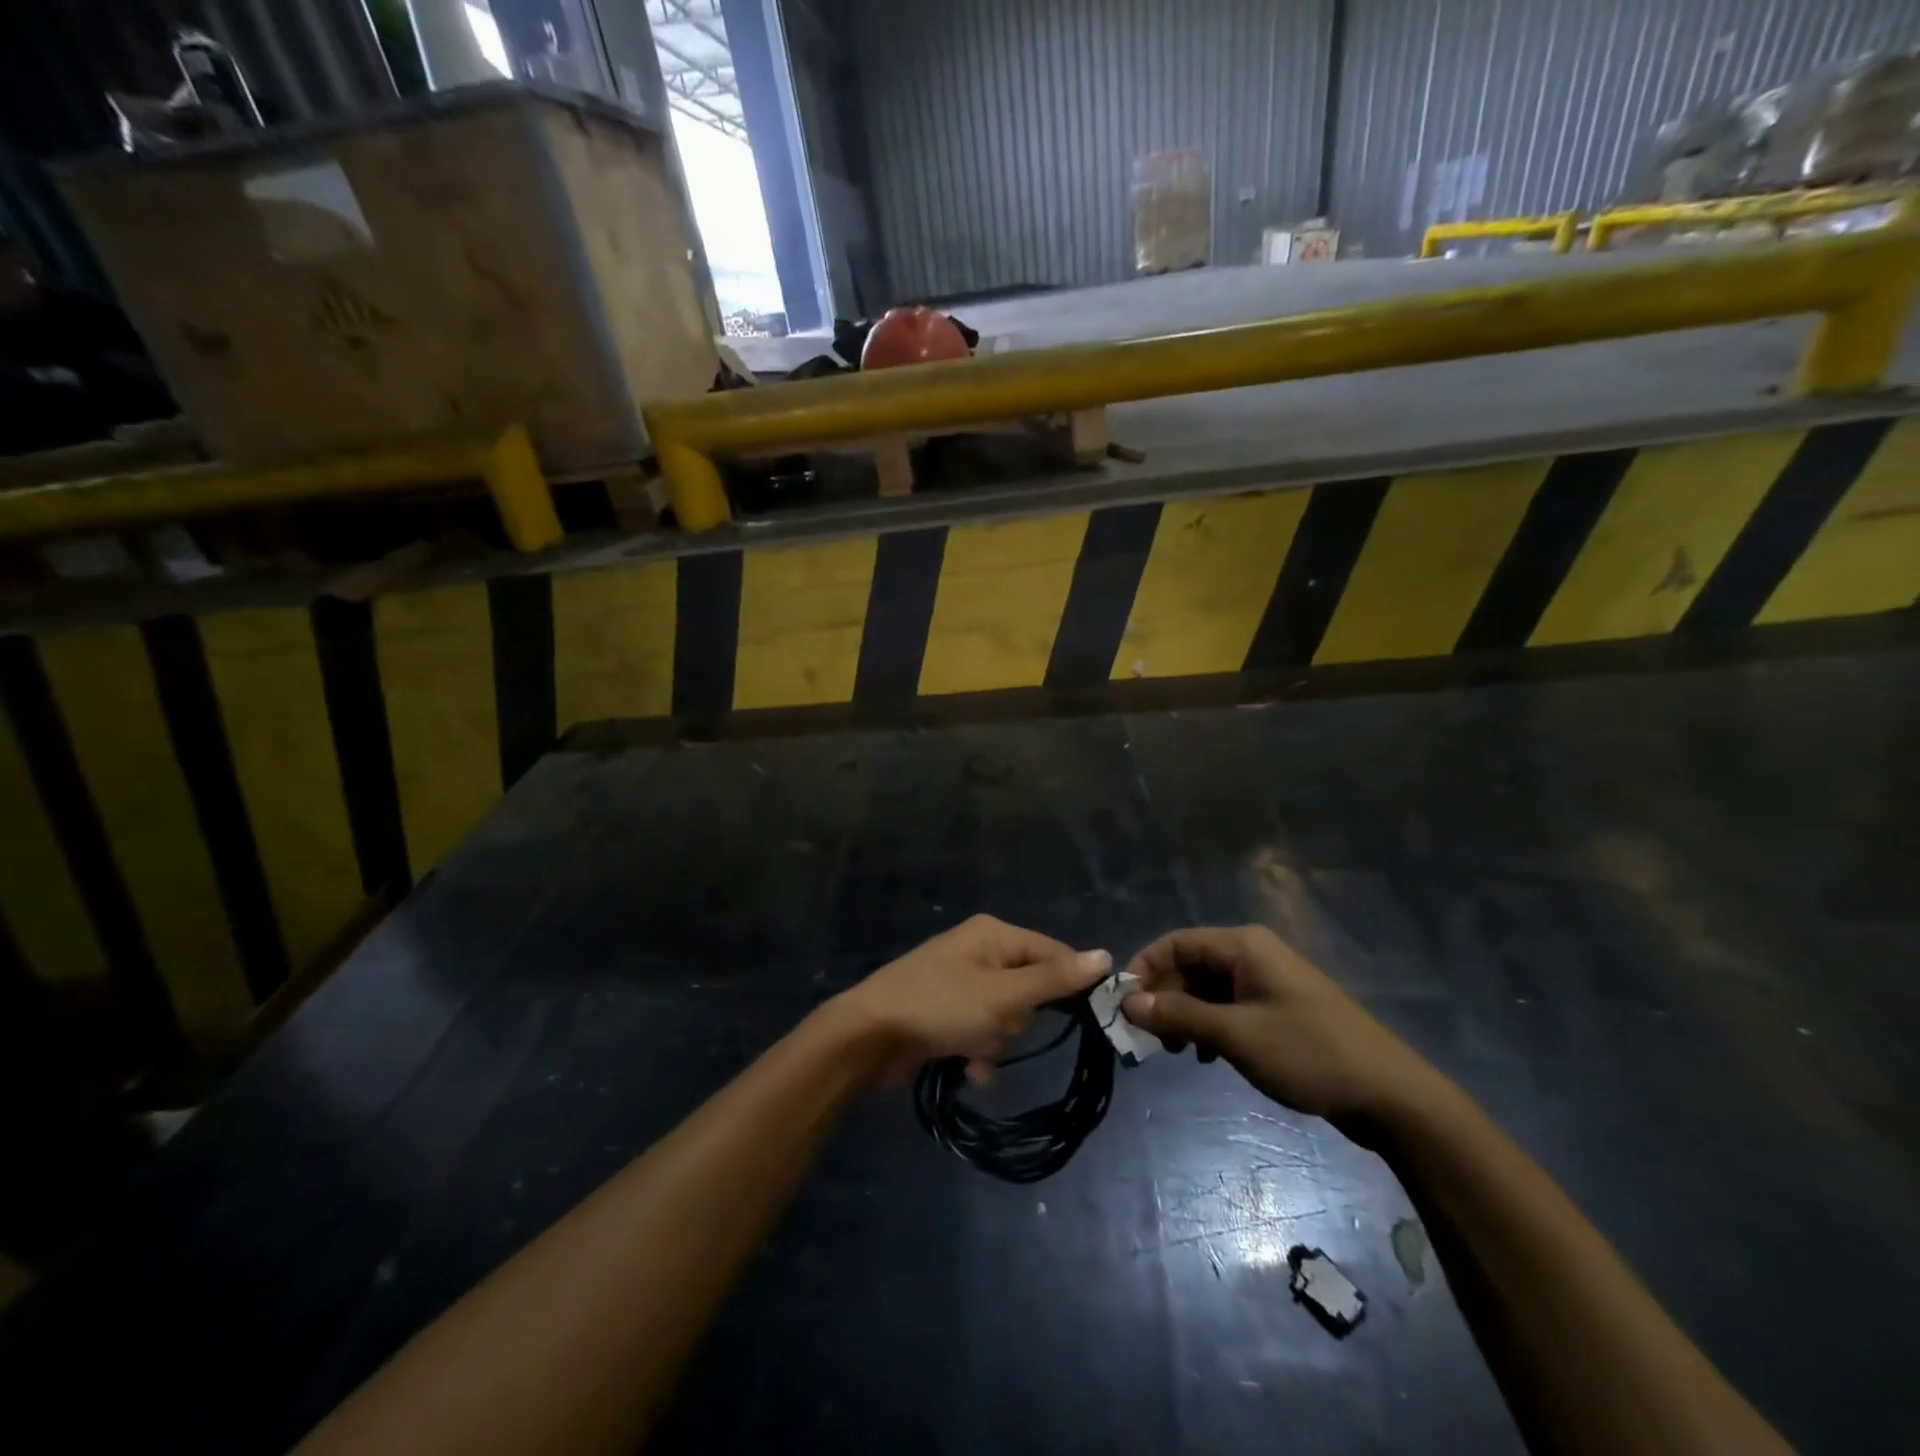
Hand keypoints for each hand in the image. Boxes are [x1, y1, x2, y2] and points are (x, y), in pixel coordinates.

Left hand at [833, 915, 1111, 1082]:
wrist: (868, 1037)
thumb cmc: (940, 1007)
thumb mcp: (1003, 995)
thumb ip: (1054, 978)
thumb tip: (1106, 955)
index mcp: (994, 935)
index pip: (1054, 953)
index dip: (1070, 984)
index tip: (1084, 1018)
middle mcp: (980, 952)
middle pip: (1031, 990)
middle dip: (1018, 1020)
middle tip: (997, 1027)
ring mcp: (962, 983)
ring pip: (1007, 1018)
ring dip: (997, 1042)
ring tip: (973, 1050)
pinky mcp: (947, 1013)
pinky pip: (982, 1032)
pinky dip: (979, 1052)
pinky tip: (966, 1068)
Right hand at [1120, 925, 1450, 1126]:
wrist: (1389, 1095)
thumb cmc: (1308, 1053)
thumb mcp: (1236, 1035)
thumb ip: (1179, 1015)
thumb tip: (1128, 1002)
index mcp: (1244, 946)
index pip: (1176, 943)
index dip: (1144, 968)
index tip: (1122, 1005)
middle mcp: (1253, 954)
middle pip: (1190, 965)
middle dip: (1164, 997)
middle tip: (1147, 1037)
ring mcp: (1268, 981)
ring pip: (1208, 989)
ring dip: (1185, 1015)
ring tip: (1175, 1051)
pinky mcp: (1279, 1008)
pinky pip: (1229, 1007)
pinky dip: (1210, 1026)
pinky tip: (1207, 1056)